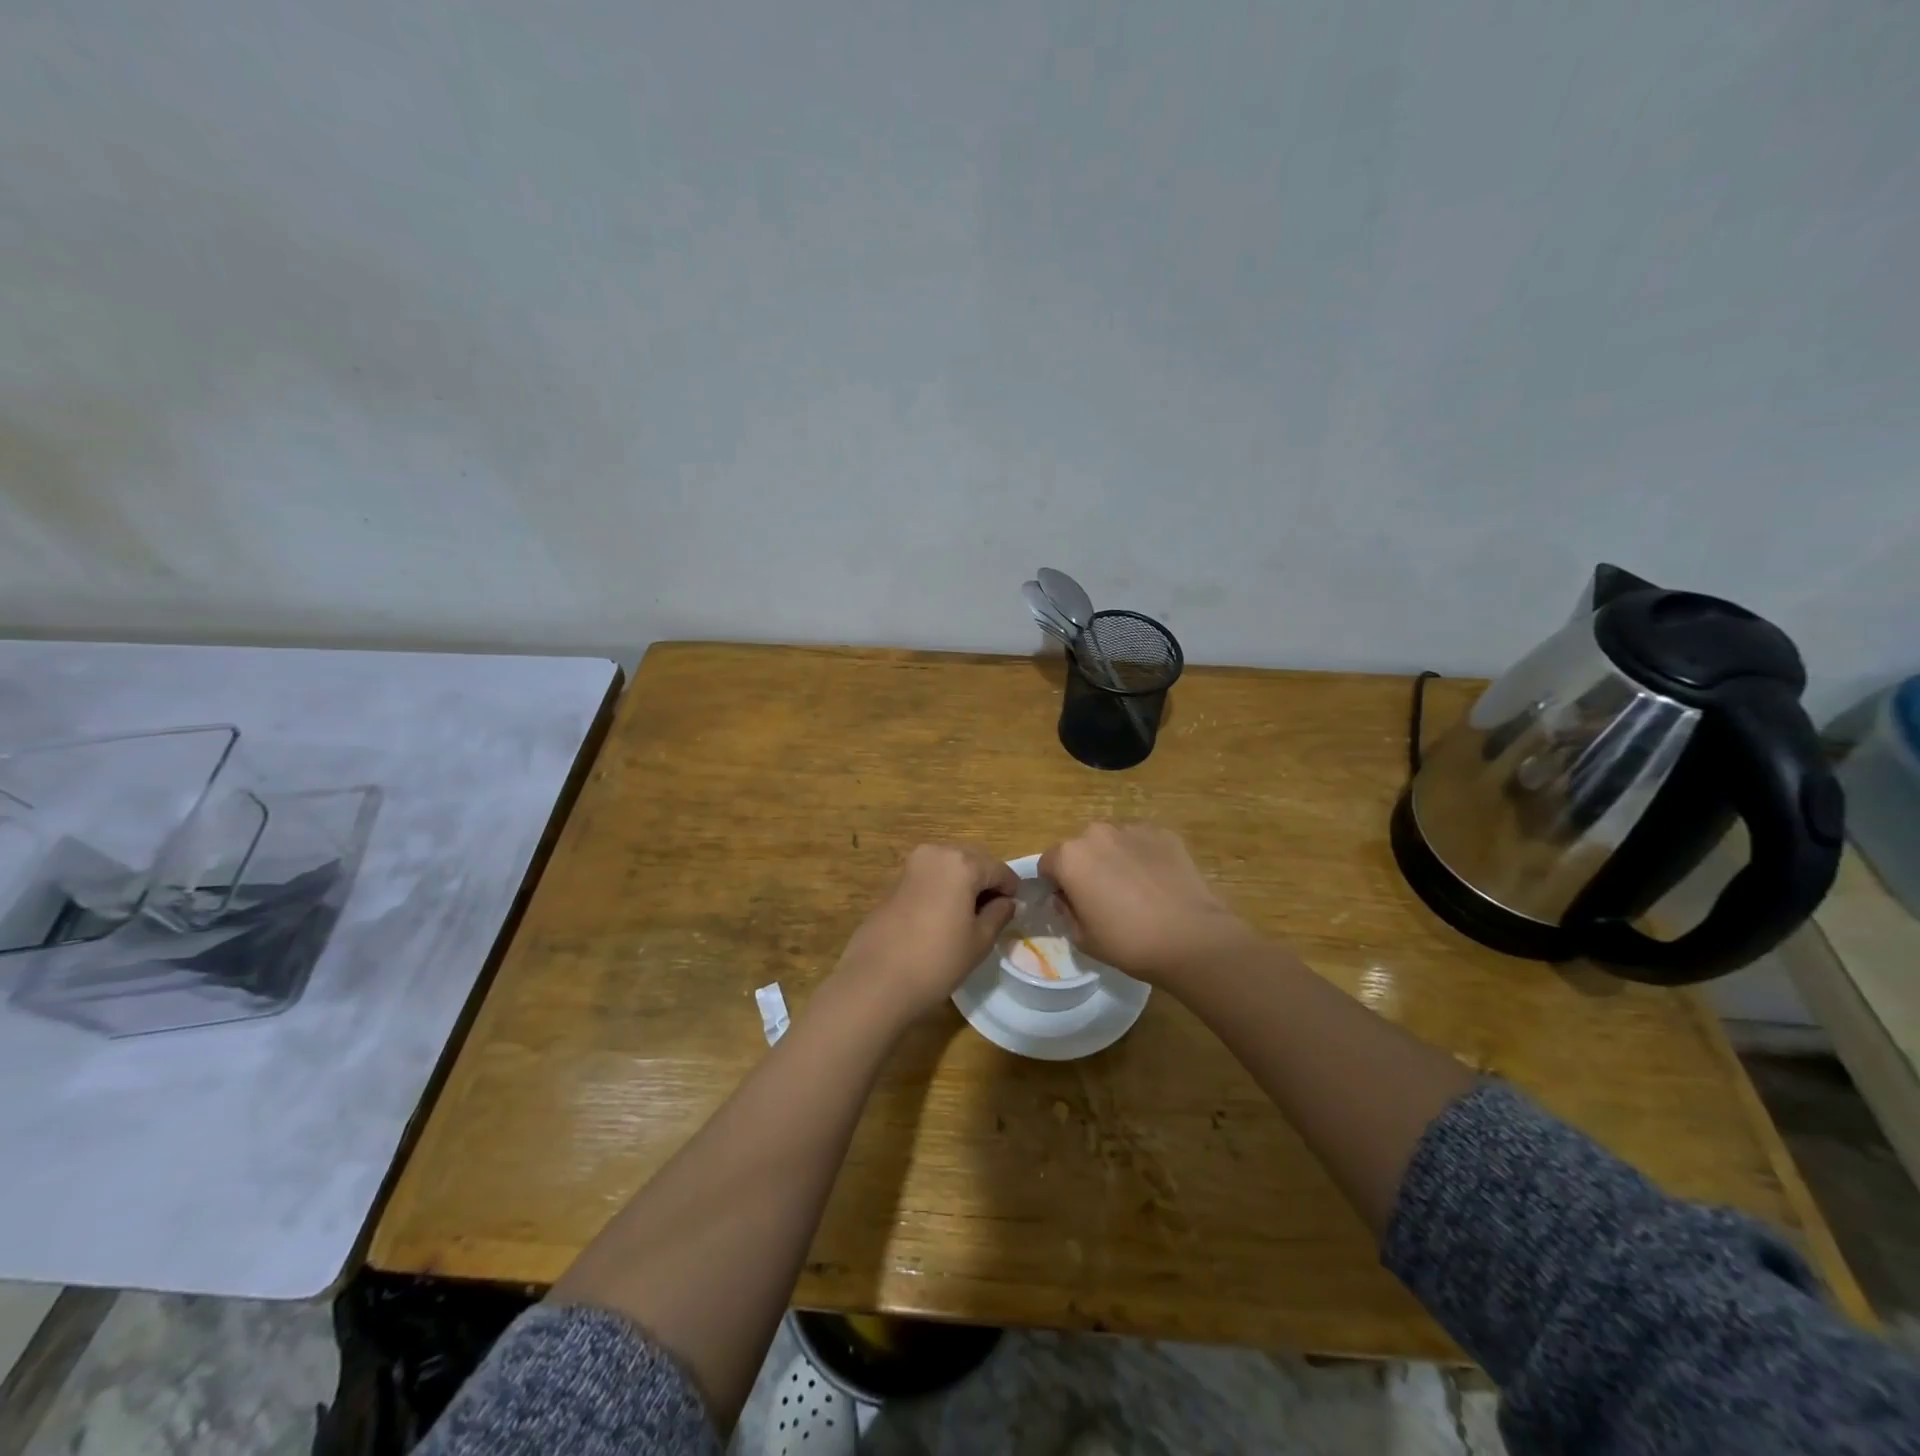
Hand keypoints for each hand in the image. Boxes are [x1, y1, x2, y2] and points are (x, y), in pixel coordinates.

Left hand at [831, 844, 1018, 1027]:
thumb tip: (1007, 902)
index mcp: (961, 863)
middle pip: (972, 862)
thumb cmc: (937, 960)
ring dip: (962, 885)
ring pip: (949, 868)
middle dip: (985, 883)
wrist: (876, 980)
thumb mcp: (979, 940)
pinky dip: (941, 890)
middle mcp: (935, 853)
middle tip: (993, 914)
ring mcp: (910, 865)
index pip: (998, 870)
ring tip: (967, 917)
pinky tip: (942, 918)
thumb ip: (998, 914)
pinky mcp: (893, 882)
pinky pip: (929, 878)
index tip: (1016, 909)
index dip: (1011, 889)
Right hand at [1038, 823, 1254, 984]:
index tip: (1070, 903)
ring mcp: (1132, 829)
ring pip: (1113, 842)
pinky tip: (1157, 882)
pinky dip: (1143, 856)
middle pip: (1081, 848)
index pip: (1048, 863)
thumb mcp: (1083, 938)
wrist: (1191, 938)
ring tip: (1135, 889)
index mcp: (1070, 857)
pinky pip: (1142, 842)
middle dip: (1086, 866)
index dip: (1055, 884)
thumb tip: (1066, 898)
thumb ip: (1066, 912)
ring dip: (1114, 858)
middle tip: (1104, 897)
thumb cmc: (1128, 942)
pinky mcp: (1164, 833)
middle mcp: (1096, 833)